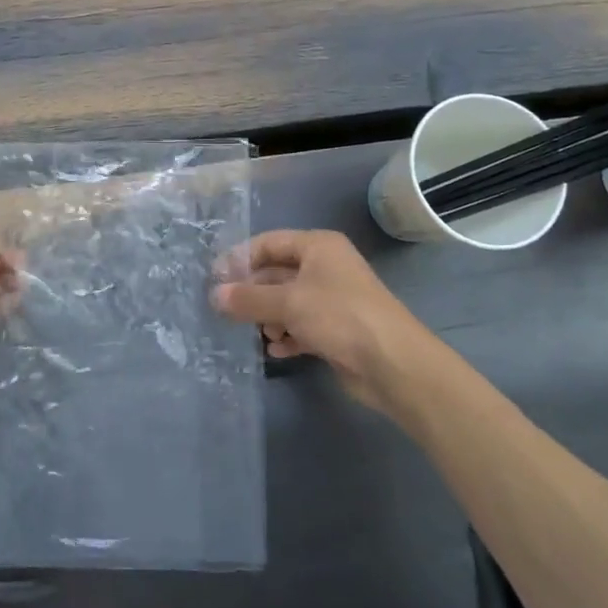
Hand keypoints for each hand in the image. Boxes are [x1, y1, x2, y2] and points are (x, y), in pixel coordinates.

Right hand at [212, 230, 427, 411]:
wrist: (393, 363)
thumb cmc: (339, 316)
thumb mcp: (288, 303)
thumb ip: (248, 299)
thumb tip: (214, 296)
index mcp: (318, 246)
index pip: (269, 243)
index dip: (241, 258)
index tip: (215, 278)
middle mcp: (325, 267)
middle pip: (277, 273)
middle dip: (253, 292)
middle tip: (226, 309)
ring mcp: (332, 299)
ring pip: (288, 301)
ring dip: (269, 316)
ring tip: (258, 333)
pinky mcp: (337, 329)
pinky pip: (302, 325)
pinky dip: (287, 335)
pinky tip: (276, 350)